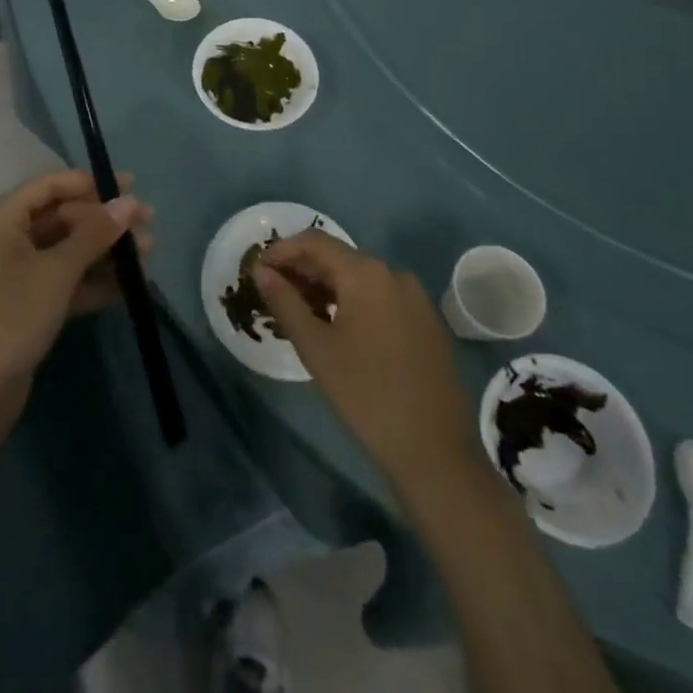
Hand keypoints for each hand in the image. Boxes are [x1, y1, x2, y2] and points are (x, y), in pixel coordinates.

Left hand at [0, 170, 152, 412]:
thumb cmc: (11, 317)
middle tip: (149, 224)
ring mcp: (17, 272)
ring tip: (148, 254)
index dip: (91, 183)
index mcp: (2, 218)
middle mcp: (7, 238)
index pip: (51, 186)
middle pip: (63, 216)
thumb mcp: (57, 271)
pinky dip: (95, 280)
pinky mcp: (29, 303)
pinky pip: (66, 279)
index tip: (132, 185)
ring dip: (106, 250)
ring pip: (68, 249)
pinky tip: (130, 285)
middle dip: (105, 221)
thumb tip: (130, 201)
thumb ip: (95, 233)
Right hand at [254, 231, 480, 496]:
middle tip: (274, 296)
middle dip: (303, 271)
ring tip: (301, 315)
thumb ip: (284, 301)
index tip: (258, 272)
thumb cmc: (365, 394)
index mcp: (366, 272)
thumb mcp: (315, 347)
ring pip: (359, 279)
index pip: (314, 242)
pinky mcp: (427, 322)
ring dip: (326, 288)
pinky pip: (380, 297)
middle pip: (338, 258)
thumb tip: (261, 271)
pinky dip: (353, 303)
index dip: (281, 251)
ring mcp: (415, 297)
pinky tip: (338, 330)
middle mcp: (393, 273)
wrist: (435, 451)